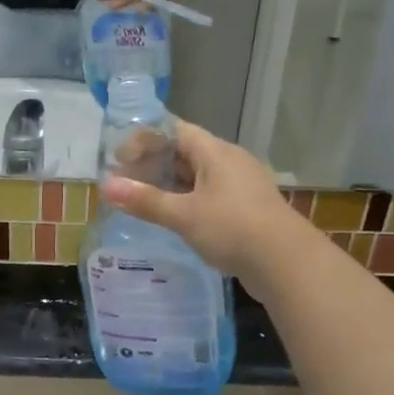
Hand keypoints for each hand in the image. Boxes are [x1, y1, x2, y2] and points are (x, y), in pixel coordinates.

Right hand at [101, 119, 311, 301]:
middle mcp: (230, 161)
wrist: (287, 264)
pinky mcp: (248, 209)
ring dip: (172, 185)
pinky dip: (189, 201)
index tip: (121, 158)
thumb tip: (106, 186)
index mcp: (216, 152)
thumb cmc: (233, 229)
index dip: (146, 139)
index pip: (176, 130)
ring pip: (200, 176)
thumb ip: (145, 200)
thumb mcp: (184, 215)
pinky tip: (176, 220)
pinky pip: (212, 195)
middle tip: (127, 181)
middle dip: (155, 164)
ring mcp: (242, 185)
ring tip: (145, 201)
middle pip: (186, 152)